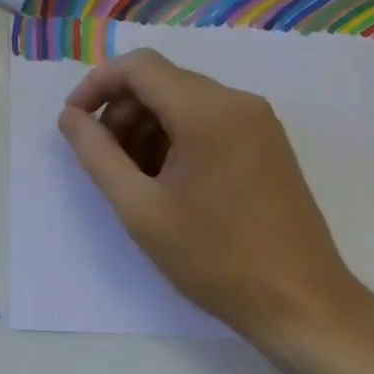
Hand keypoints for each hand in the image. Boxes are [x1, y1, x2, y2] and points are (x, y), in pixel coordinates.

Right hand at [57, 48, 359, 341]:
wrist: (303, 306)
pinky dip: (176, 136)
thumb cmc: (215, 258)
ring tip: (134, 177)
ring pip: (183, 100)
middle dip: (122, 111)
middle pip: (161, 81)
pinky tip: (168, 181)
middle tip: (104, 159)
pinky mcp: (267, 142)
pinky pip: (208, 119)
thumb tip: (70, 117)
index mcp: (207, 111)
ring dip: (147, 126)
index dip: (97, 85)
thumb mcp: (140, 208)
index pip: (139, 67)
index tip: (74, 122)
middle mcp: (237, 102)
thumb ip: (97, 154)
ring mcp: (258, 121)